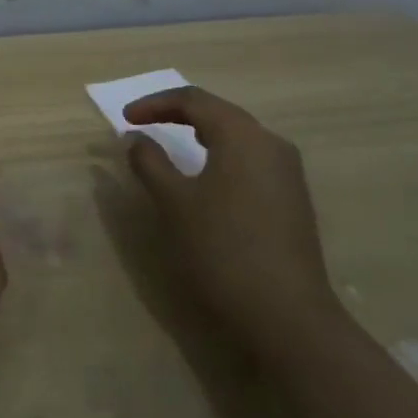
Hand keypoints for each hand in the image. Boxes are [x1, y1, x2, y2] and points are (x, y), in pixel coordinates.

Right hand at [123, 86, 343, 357]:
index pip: (193, 100)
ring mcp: (288, 173)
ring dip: (201, 134)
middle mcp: (271, 144)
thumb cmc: (222, 249)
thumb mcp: (174, 202)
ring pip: (237, 136)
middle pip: (219, 113)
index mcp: (242, 136)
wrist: (288, 318)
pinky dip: (220, 156)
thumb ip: (150, 162)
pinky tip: (206, 177)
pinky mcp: (293, 200)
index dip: (155, 104)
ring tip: (172, 144)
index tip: (125, 119)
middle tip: (145, 124)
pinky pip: (250, 160)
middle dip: (178, 114)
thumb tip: (137, 139)